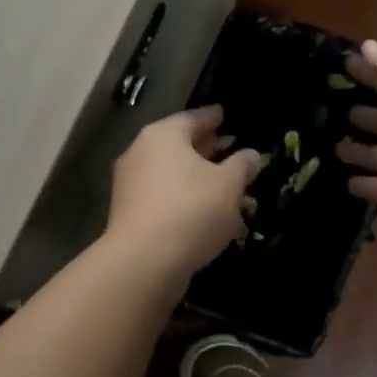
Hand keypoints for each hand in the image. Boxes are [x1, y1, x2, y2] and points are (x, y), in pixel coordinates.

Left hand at [106, 106, 262, 281]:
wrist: (143, 261)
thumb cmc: (191, 210)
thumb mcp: (228, 186)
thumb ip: (241, 166)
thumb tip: (250, 154)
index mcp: (164, 134)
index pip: (193, 118)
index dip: (212, 117)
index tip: (224, 114)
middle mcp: (140, 150)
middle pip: (177, 142)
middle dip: (203, 145)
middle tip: (227, 146)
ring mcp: (130, 181)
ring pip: (168, 169)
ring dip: (192, 172)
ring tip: (218, 179)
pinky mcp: (127, 210)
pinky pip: (160, 192)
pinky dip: (180, 193)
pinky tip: (199, 207)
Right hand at [335, 41, 376, 229]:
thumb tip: (367, 44)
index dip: (370, 73)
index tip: (345, 65)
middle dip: (365, 115)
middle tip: (336, 107)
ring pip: (376, 155)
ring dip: (358, 151)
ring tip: (335, 146)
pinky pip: (374, 187)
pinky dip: (361, 185)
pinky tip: (346, 180)